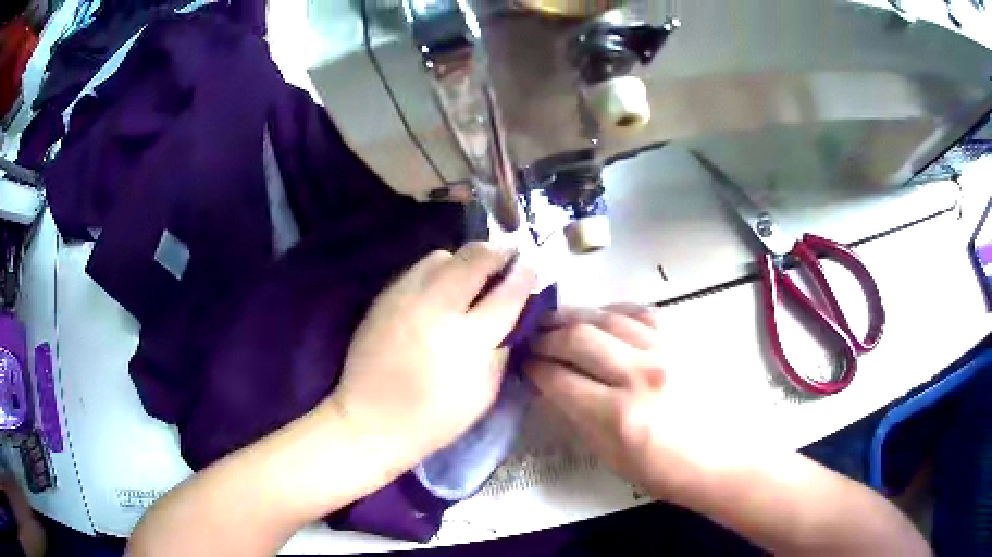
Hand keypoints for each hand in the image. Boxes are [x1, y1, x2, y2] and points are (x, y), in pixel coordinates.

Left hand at [328, 242, 536, 473]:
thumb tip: (513, 317)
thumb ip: (501, 348)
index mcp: (468, 340)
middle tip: (506, 257)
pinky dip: (436, 272)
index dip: (524, 276)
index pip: (506, 294)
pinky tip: (439, 291)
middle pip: (474, 259)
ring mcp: (406, 298)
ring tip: (469, 276)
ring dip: (463, 260)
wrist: (371, 420)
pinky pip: (417, 270)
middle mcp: (437, 308)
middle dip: (496, 252)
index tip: (531, 267)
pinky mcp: (384, 298)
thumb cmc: (434, 417)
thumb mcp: (484, 392)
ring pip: (442, 256)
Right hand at [526, 305, 719, 499]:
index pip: (559, 379)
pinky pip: (640, 311)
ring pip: (606, 317)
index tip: (524, 363)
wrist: (727, 456)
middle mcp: (640, 374)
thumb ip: (579, 418)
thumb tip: (554, 386)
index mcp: (618, 416)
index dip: (534, 368)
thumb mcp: (612, 458)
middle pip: (577, 338)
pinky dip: (613, 310)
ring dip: (574, 316)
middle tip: (532, 338)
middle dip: (545, 336)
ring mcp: (666, 350)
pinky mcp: (684, 338)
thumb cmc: (668, 471)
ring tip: (557, 321)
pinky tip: (602, 316)